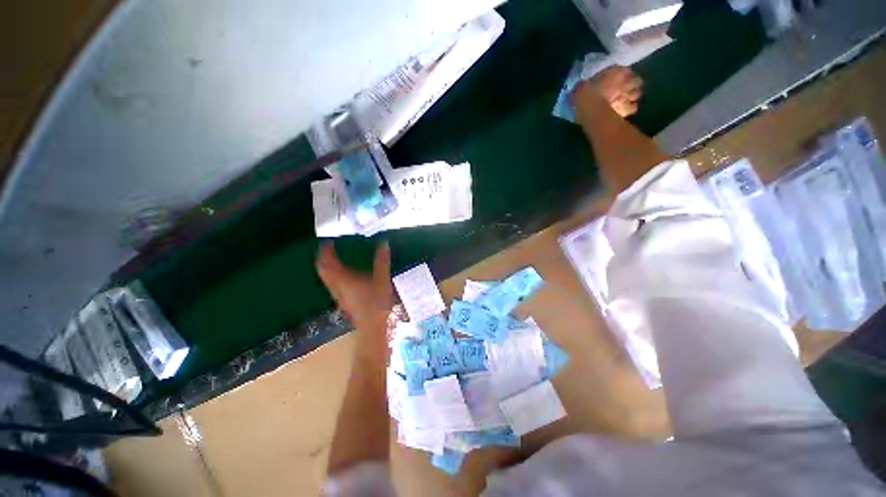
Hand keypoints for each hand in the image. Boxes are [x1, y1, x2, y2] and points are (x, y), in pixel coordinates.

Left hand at [316, 242, 393, 330]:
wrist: (372, 327)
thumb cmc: (376, 302)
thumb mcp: (382, 278)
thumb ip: (381, 260)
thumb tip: (383, 242)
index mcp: (343, 278)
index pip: (327, 262)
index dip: (326, 250)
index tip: (328, 241)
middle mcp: (336, 286)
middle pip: (323, 270)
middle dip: (323, 258)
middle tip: (329, 248)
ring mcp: (338, 294)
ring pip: (326, 277)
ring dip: (327, 266)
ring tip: (335, 258)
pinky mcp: (342, 300)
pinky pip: (332, 283)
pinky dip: (333, 275)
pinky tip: (344, 275)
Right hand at [573, 65, 642, 116]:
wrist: (590, 109)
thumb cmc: (584, 95)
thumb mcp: (581, 86)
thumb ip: (585, 84)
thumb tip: (582, 86)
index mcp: (616, 71)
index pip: (624, 70)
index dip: (621, 74)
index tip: (617, 78)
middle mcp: (626, 81)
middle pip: (636, 80)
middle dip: (632, 84)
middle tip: (625, 89)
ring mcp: (628, 95)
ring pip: (637, 93)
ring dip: (633, 95)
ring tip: (627, 99)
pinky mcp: (627, 109)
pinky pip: (633, 107)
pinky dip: (630, 108)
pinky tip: (625, 110)